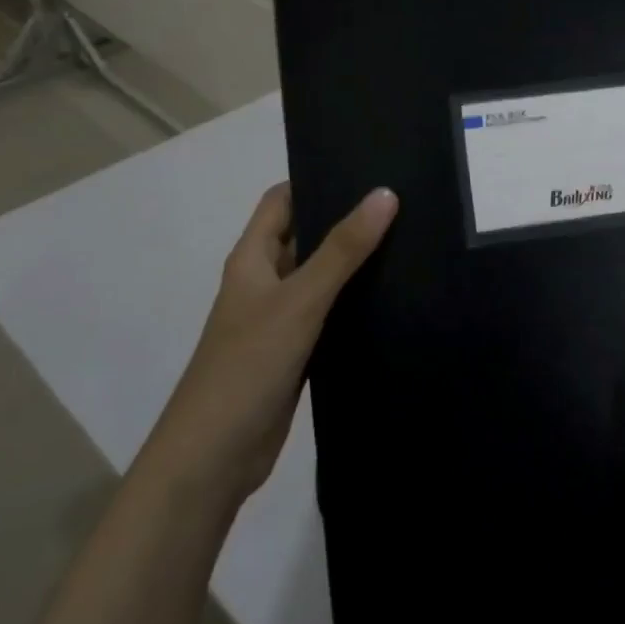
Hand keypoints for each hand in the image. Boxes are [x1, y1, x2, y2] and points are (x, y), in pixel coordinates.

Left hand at [140, 182, 397, 506]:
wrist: (214, 457)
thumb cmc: (247, 366)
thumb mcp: (299, 300)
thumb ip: (343, 249)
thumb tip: (385, 194)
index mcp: (251, 260)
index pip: (281, 201)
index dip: (314, 178)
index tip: (365, 166)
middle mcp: (263, 283)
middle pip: (305, 236)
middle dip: (345, 218)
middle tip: (402, 200)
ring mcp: (279, 319)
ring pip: (320, 277)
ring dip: (353, 261)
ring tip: (410, 238)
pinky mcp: (296, 352)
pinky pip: (330, 314)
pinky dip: (355, 301)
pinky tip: (394, 295)